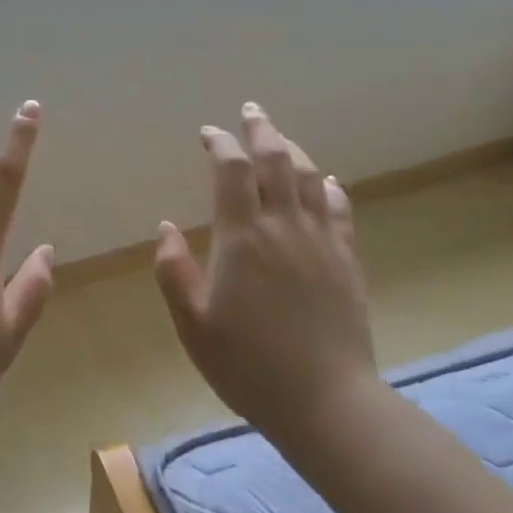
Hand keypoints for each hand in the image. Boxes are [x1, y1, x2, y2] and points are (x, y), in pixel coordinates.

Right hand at [153, 103, 377, 441]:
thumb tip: (166, 227)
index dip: (220, 144)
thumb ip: (173, 271)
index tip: (208, 132)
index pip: (231, 172)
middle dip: (261, 131)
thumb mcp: (192, 323)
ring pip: (311, 178)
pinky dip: (330, 188)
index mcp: (242, 238)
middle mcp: (284, 227)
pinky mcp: (346, 261)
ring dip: (293, 150)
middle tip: (250, 112)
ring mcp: (321, 242)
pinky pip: (340, 210)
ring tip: (280, 138)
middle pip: (276, 161)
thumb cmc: (246, 365)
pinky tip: (326, 181)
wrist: (324, 400)